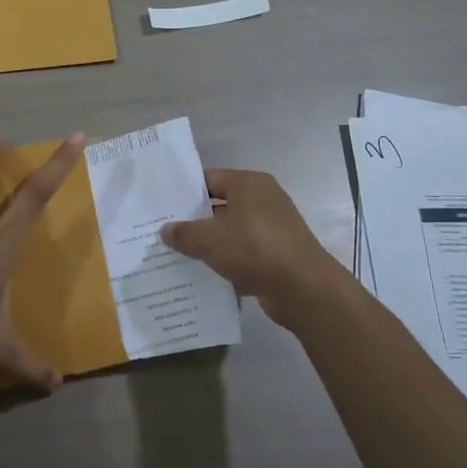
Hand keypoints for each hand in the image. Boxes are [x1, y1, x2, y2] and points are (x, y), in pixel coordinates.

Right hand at [161, 168, 342, 324]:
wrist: (303, 288)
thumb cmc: (254, 249)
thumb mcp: (208, 239)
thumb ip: (183, 233)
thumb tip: (166, 230)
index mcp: (249, 183)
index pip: (209, 179)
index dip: (185, 192)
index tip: (162, 206)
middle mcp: (263, 200)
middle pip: (220, 205)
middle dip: (195, 221)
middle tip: (165, 232)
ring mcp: (273, 228)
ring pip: (232, 232)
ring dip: (211, 245)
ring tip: (179, 256)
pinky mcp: (278, 254)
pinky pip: (244, 254)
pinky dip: (228, 263)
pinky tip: (205, 276)